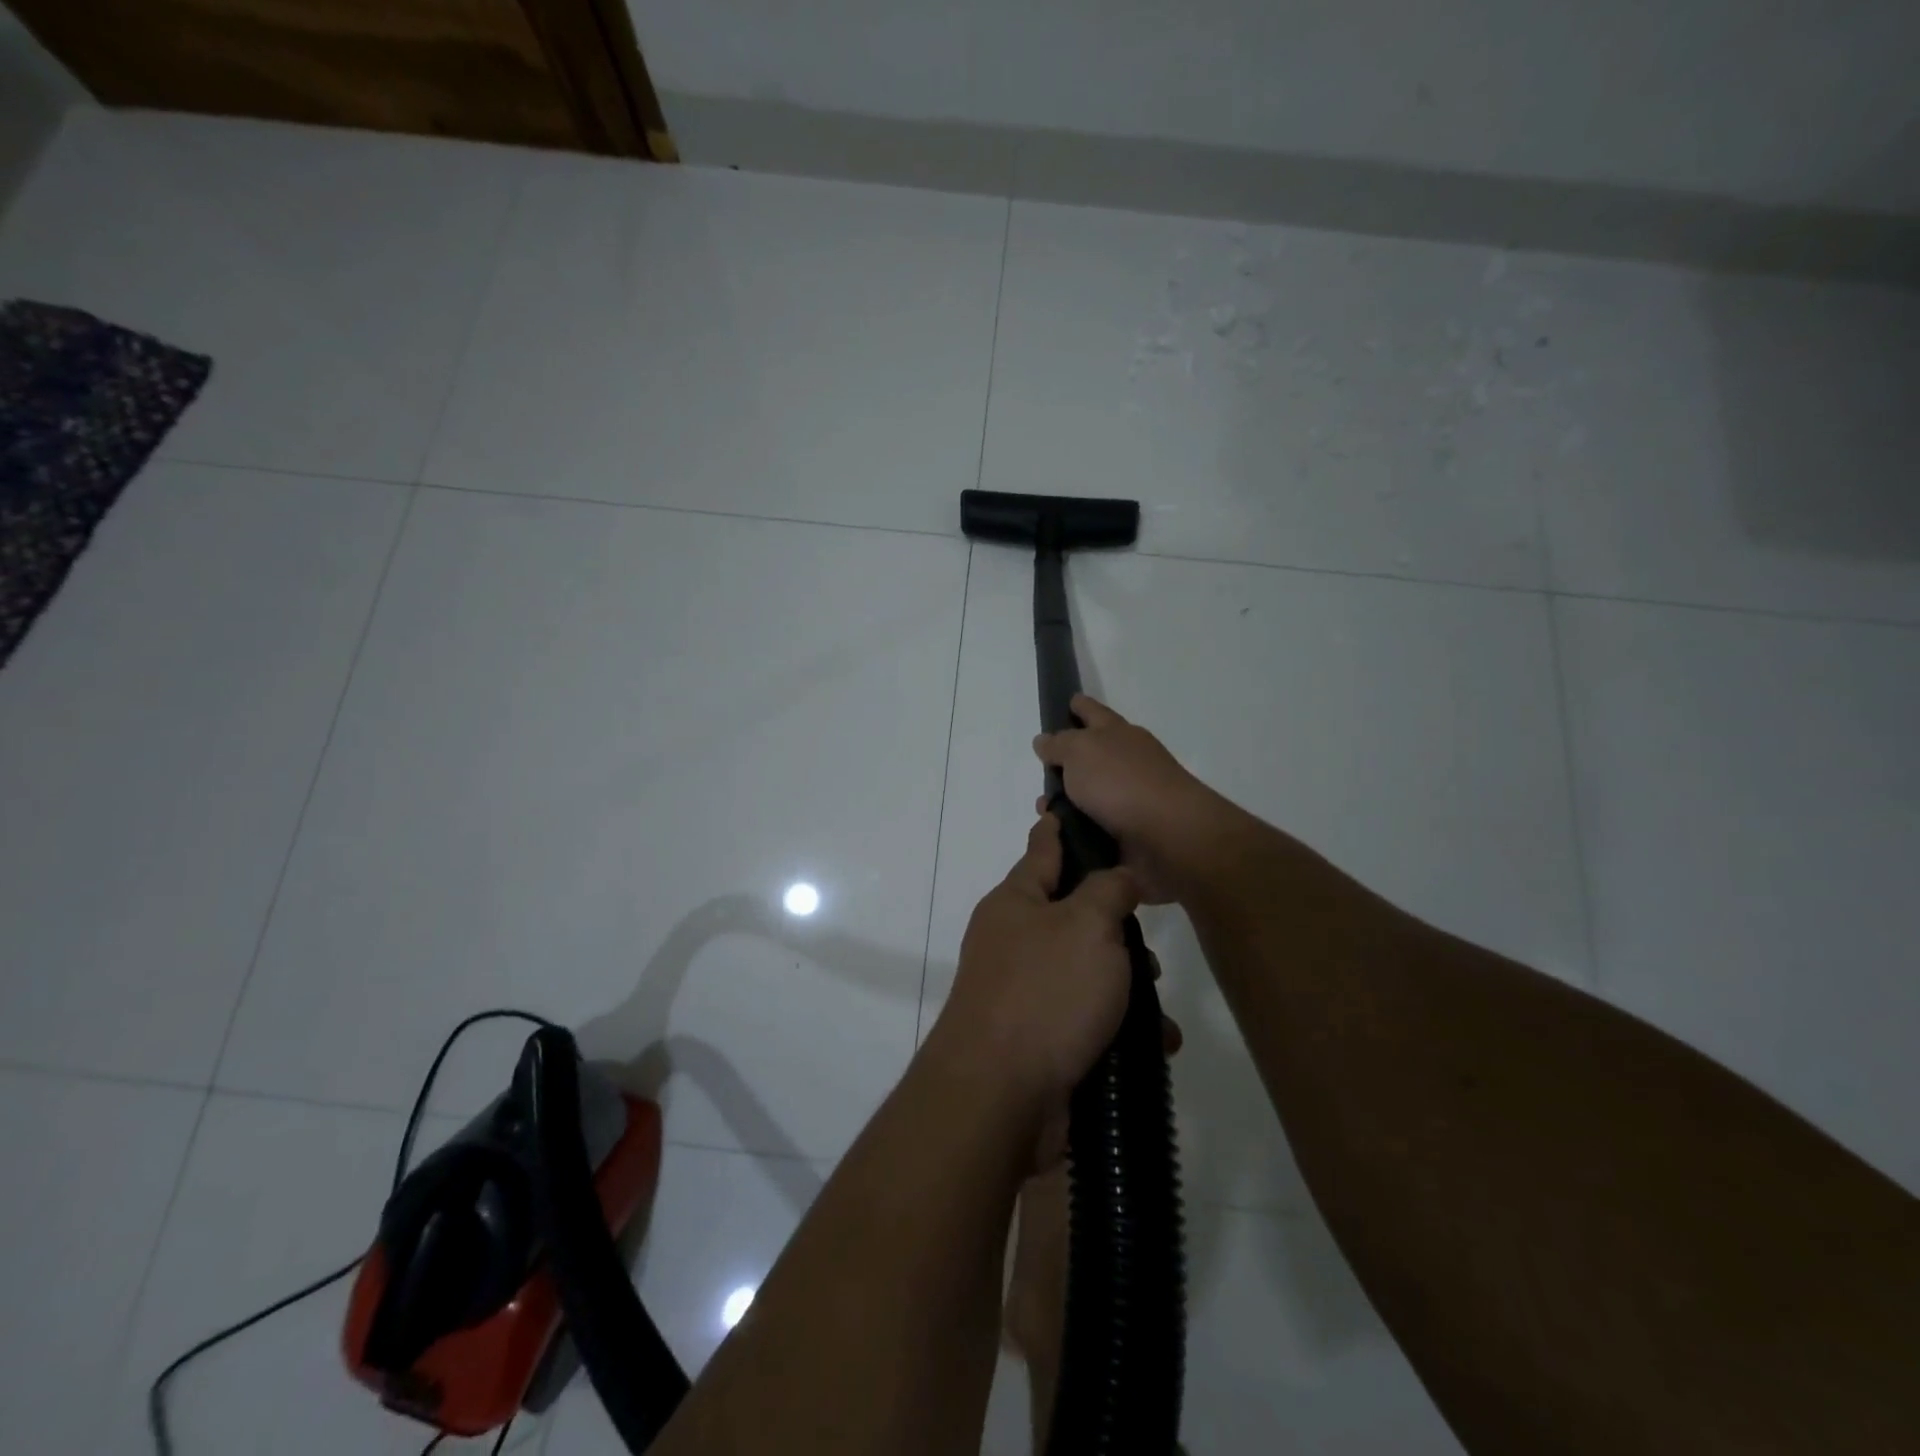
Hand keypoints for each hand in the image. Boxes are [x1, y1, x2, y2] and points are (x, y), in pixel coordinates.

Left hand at [928, 813, 1140, 1112]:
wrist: (1000, 1096)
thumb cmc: (1045, 993)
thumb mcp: (1087, 925)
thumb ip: (1108, 890)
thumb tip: (1118, 876)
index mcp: (1016, 902)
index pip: (1044, 848)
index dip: (1062, 828)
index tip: (1072, 808)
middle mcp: (1015, 940)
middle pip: (1073, 915)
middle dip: (1116, 928)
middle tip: (1147, 944)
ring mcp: (1024, 991)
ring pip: (1087, 971)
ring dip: (1127, 986)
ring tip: (1157, 1009)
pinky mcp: (1039, 1038)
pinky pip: (1087, 1019)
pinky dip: (1120, 1028)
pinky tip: (1155, 1044)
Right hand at [1033, 694, 1219, 902]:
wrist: (1169, 836)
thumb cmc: (1121, 783)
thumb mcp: (1080, 751)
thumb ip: (1059, 744)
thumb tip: (1044, 741)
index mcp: (1118, 734)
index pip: (1093, 712)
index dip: (1079, 706)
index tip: (1069, 701)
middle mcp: (1127, 762)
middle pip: (1091, 756)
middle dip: (1065, 764)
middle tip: (1040, 774)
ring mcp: (1131, 798)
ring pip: (1089, 796)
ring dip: (1065, 804)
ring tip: (1043, 814)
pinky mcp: (1131, 833)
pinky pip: (1094, 828)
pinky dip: (1076, 831)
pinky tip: (1058, 838)